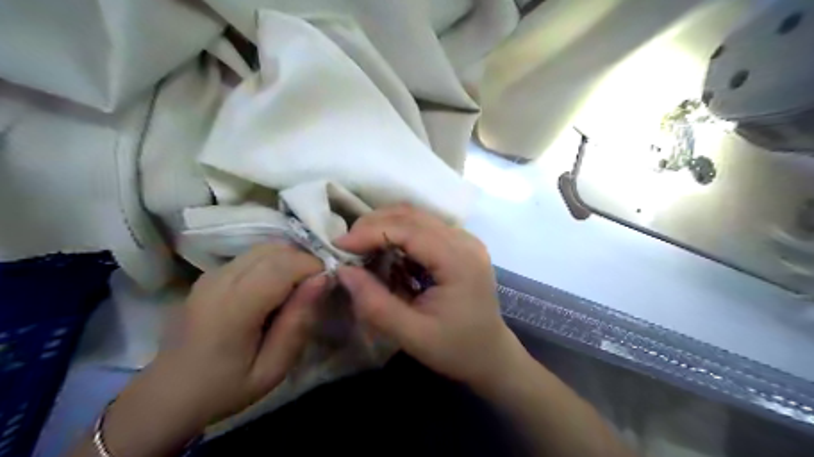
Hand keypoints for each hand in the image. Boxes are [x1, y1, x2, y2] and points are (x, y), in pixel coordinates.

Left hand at [102, 243, 325, 456]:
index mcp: (233, 307)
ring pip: (264, 248)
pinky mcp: (210, 274)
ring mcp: (211, 274)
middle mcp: (220, 281)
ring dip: (290, 260)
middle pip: (275, 250)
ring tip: (297, 288)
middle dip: (304, 260)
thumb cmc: (225, 387)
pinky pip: (252, 255)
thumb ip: (298, 322)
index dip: (313, 267)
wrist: (169, 394)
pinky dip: (274, 262)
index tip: (327, 284)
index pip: (284, 265)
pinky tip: (276, 288)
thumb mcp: (272, 368)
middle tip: (315, 288)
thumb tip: (323, 279)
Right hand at [334, 204, 523, 390]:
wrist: (491, 356)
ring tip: (361, 249)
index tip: (339, 246)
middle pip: (412, 216)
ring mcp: (465, 240)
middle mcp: (465, 241)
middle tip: (347, 247)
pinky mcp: (460, 245)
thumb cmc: (456, 350)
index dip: (370, 232)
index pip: (409, 230)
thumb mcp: (412, 335)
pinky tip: (385, 252)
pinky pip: (424, 228)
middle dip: (374, 225)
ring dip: (385, 227)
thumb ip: (376, 304)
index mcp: (459, 261)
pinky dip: (399, 234)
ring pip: (417, 217)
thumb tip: (343, 271)